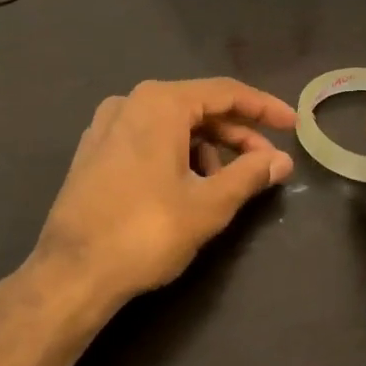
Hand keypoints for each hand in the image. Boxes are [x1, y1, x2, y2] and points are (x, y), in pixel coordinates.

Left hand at [26, 78, 296, 322]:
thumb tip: (282, 160)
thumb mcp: (209, 204)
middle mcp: (131, 102)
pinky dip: (176, 154)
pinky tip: (186, 186)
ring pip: (172, 125)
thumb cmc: (146, 232)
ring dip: (206, 148)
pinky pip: (147, 138)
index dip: (264, 108)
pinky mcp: (93, 151)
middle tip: (267, 163)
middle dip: (236, 134)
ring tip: (224, 185)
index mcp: (160, 103)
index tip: (293, 125)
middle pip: (198, 107)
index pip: (226, 93)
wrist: (71, 272)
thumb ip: (249, 175)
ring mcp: (106, 125)